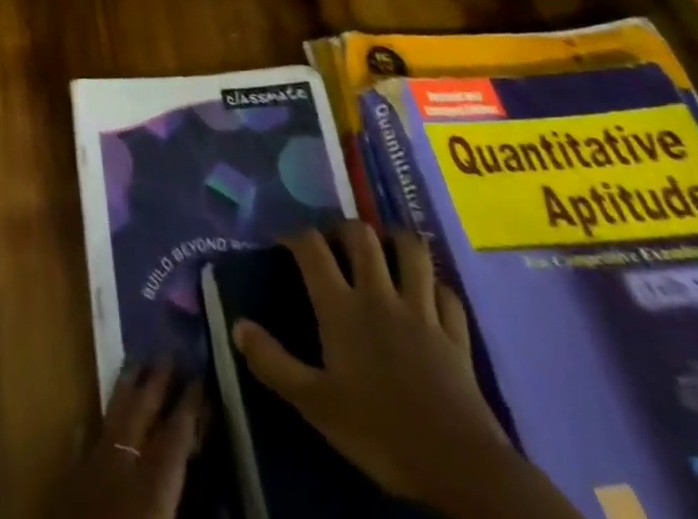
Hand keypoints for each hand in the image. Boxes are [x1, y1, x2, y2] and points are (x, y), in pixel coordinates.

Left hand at [55, 362, 204, 518]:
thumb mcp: (164, 514)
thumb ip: (187, 505)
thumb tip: (221, 503)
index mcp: (153, 488)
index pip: (176, 436)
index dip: (190, 407)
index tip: (201, 378)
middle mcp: (122, 468)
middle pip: (141, 413)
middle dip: (156, 382)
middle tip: (169, 351)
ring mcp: (91, 471)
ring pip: (111, 418)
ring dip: (125, 390)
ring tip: (136, 363)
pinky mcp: (69, 486)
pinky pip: (83, 444)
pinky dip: (91, 428)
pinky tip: (89, 420)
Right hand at [234, 223, 579, 518]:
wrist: (460, 467)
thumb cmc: (379, 431)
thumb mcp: (315, 404)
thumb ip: (273, 363)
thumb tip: (237, 325)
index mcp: (341, 306)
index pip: (312, 249)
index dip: (294, 236)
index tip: (283, 241)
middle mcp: (379, 295)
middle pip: (362, 236)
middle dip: (345, 229)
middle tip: (335, 242)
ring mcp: (422, 311)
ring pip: (412, 252)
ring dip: (396, 242)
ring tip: (384, 249)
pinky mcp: (456, 334)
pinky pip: (446, 294)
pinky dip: (434, 287)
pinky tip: (427, 294)